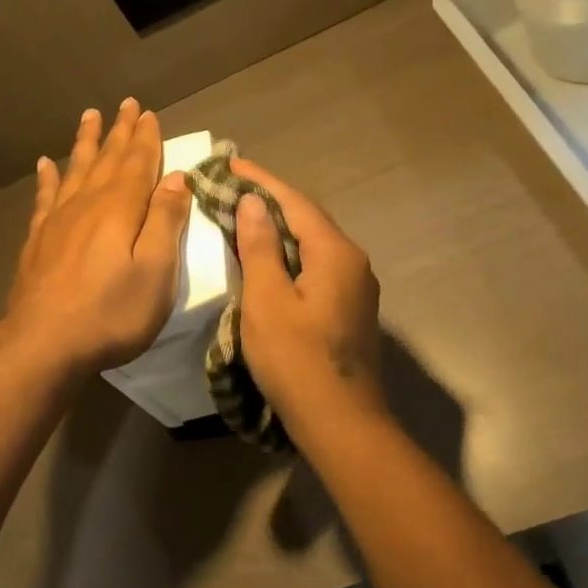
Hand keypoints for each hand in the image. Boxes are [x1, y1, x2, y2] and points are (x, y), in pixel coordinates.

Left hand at [0, 99, 190, 374]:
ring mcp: (58, 221)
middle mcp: (88, 204)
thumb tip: (176, 178)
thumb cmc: (111, 312)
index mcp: (121, 209)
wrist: (44, 343)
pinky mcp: (38, 240)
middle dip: (119, 132)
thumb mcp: (156, 271)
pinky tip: (45, 164)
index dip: (146, 138)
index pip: (138, 163)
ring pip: (76, 170)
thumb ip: (165, 222)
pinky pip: (44, 197)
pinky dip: (48, 178)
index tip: (149, 113)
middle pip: (107, 159)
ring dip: (86, 143)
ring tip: (89, 117)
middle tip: (126, 105)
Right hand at [229, 157, 383, 422]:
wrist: (341, 423)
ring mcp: (357, 289)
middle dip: (271, 203)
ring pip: (314, 246)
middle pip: (308, 221)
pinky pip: (318, 269)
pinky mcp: (351, 312)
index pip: (295, 203)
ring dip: (280, 231)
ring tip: (245, 219)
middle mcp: (354, 263)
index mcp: (336, 253)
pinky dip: (290, 258)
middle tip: (232, 189)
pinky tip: (270, 263)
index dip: (262, 181)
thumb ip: (260, 247)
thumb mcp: (267, 301)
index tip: (230, 164)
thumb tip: (255, 202)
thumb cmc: (296, 360)